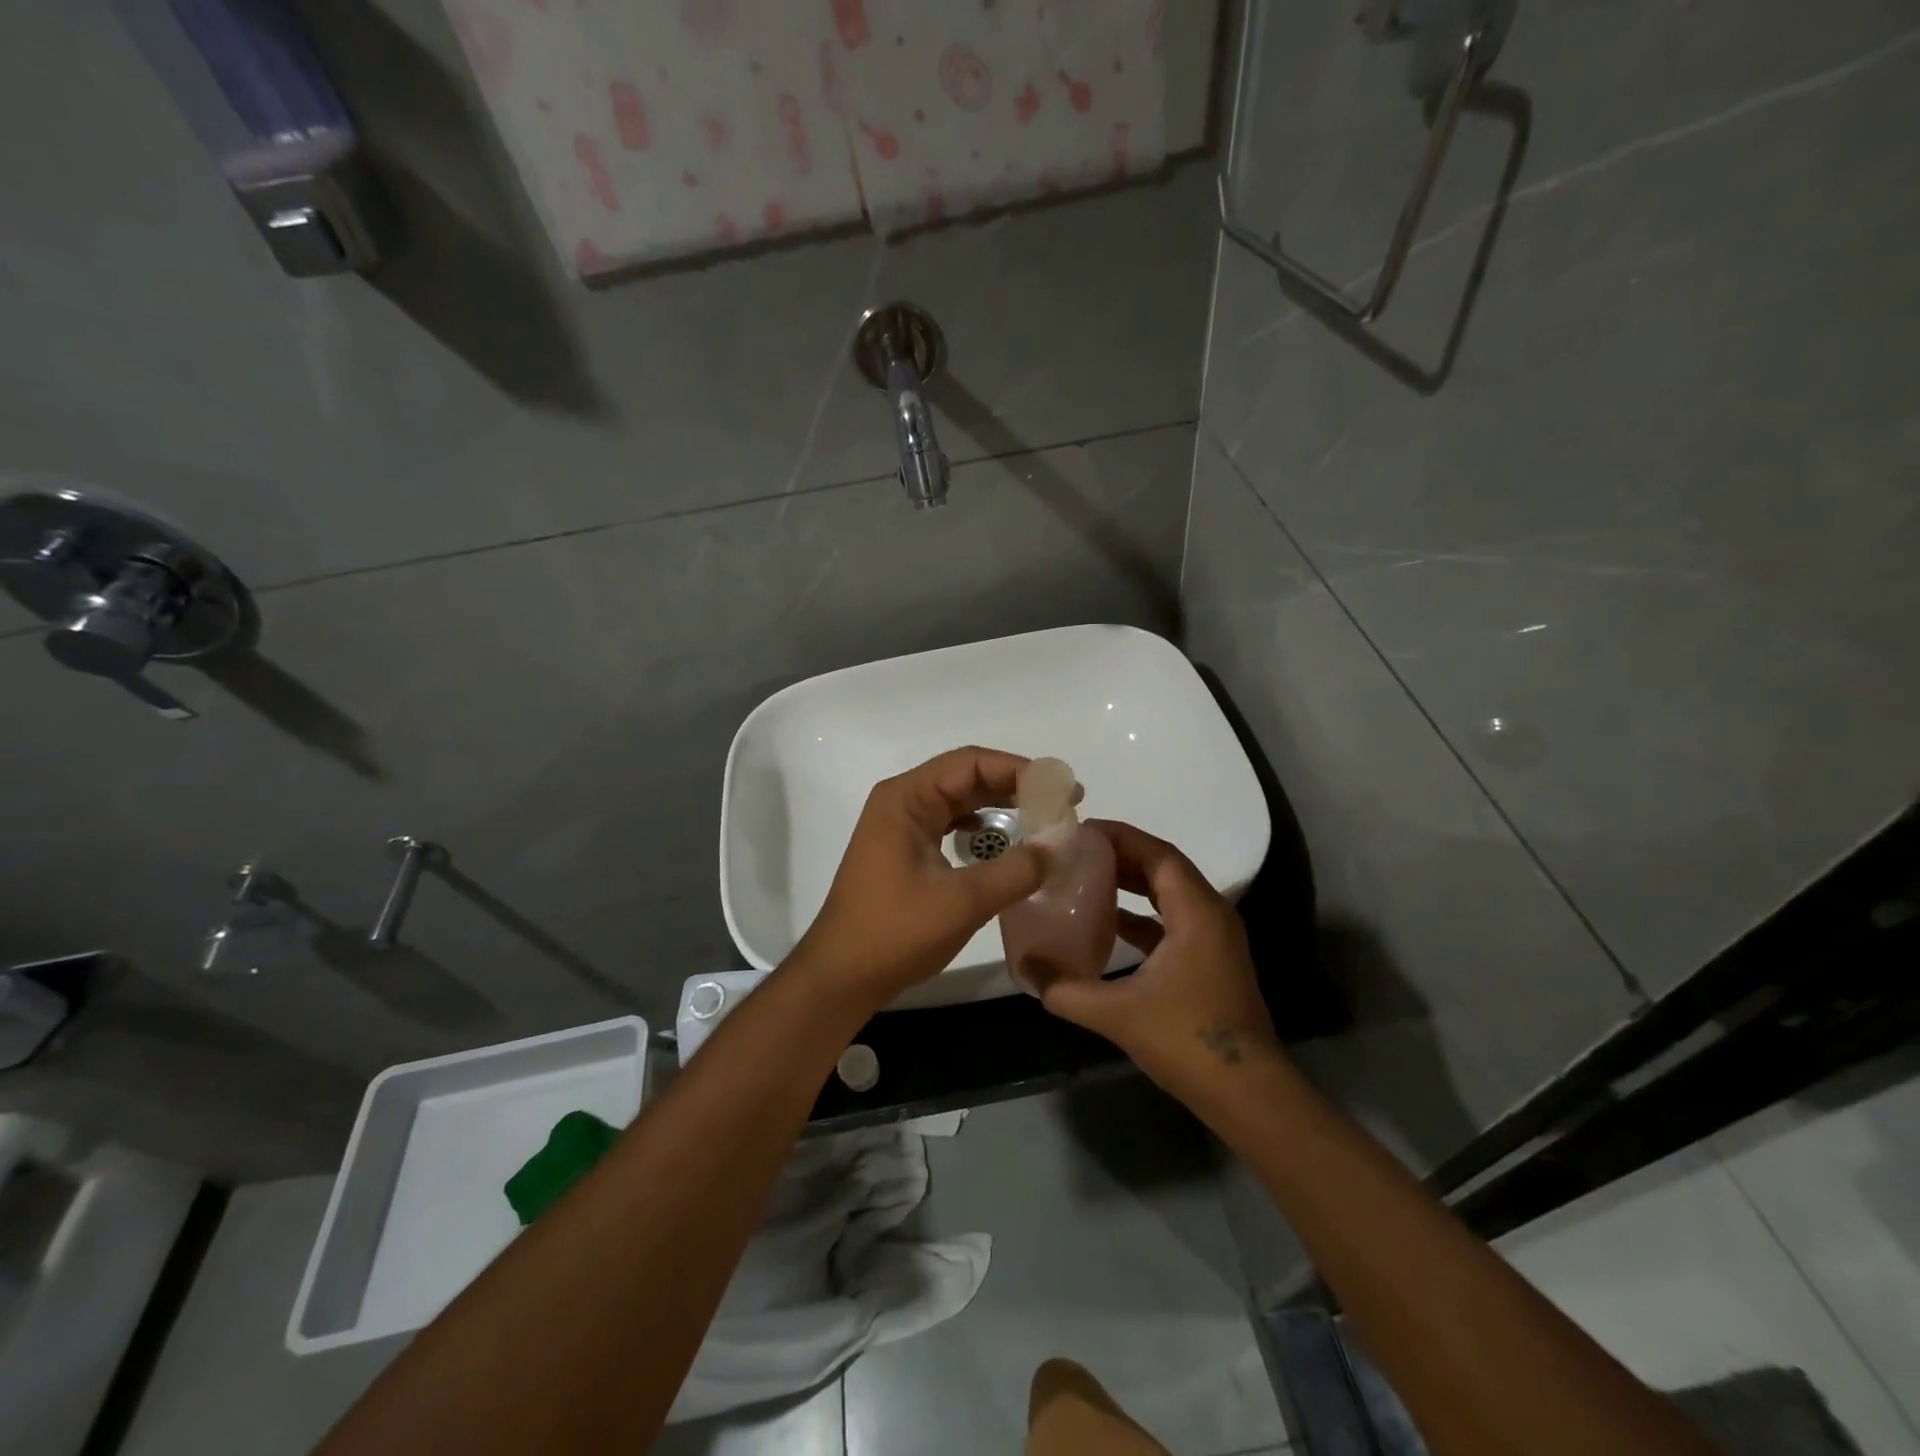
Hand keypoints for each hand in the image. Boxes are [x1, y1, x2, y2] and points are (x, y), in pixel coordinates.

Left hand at [790, 747, 1047, 1008]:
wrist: (841, 976)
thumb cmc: (894, 932)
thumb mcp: (962, 902)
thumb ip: (1015, 871)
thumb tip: (1058, 849)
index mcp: (907, 798)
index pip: (971, 763)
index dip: (1020, 770)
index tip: (1062, 789)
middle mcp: (902, 802)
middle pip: (966, 777)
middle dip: (1015, 786)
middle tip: (1062, 805)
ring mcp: (902, 826)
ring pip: (960, 801)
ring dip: (1001, 806)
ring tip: (1043, 819)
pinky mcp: (905, 850)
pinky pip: (951, 824)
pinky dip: (982, 829)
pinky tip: (1006, 843)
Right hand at [1040, 820, 1281, 1094]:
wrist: (1248, 1094)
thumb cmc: (1188, 1041)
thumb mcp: (1118, 1014)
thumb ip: (1066, 989)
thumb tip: (1026, 967)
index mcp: (1197, 912)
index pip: (1158, 854)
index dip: (1121, 836)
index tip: (1082, 830)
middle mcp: (1210, 915)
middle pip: (1164, 868)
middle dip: (1122, 855)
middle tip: (1077, 851)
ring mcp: (1214, 939)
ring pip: (1169, 894)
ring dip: (1132, 882)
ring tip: (1087, 876)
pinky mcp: (1209, 961)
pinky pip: (1172, 921)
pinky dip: (1142, 914)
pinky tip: (1109, 923)